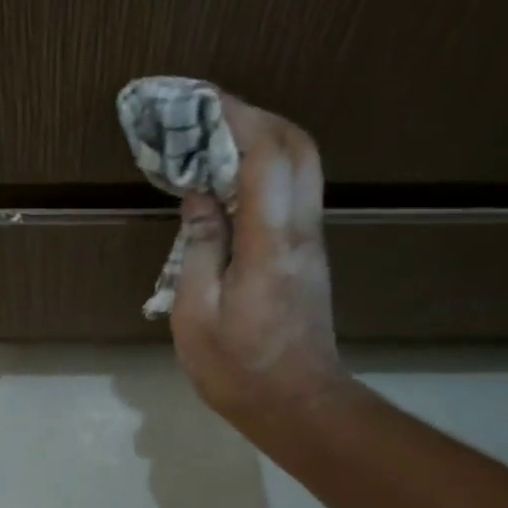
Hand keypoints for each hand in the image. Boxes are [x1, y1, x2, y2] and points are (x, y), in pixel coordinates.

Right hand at [170, 95, 345, 433]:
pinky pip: (293, 194)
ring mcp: (312, 244)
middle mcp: (301, 233)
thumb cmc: (239, 370)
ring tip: (216, 144)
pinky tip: (231, 185)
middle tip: (211, 116)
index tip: (202, 101)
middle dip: (258, 118)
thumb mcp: (196, 316)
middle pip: (299, 148)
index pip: (267, 156)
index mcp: (271, 245)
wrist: (299, 407)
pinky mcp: (309, 257)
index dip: (238, 117)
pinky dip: (266, 173)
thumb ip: (198, 250)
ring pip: (302, 168)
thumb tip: (200, 197)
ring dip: (264, 142)